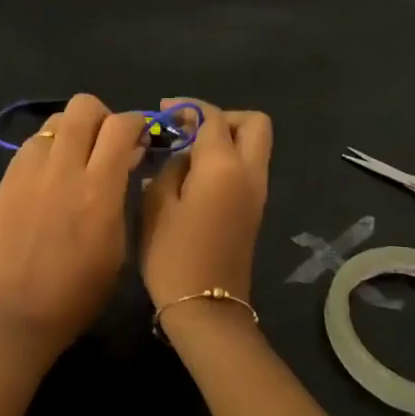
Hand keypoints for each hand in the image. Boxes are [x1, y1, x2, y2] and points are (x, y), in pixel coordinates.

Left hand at [0, 93, 146, 356]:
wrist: (16, 314)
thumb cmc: (79, 293)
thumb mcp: (118, 247)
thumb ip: (121, 195)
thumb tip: (124, 161)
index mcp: (98, 189)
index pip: (121, 126)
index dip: (137, 123)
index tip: (140, 137)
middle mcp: (63, 169)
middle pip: (83, 106)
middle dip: (102, 116)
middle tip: (106, 142)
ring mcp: (29, 171)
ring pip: (54, 120)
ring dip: (72, 131)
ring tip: (76, 158)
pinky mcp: (5, 180)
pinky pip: (31, 145)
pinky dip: (47, 149)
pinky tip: (50, 176)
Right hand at [139, 98, 272, 313]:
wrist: (206, 308)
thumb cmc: (174, 254)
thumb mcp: (157, 204)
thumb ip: (169, 168)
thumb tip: (180, 156)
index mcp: (224, 166)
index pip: (212, 116)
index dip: (187, 107)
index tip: (162, 112)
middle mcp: (250, 172)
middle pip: (253, 123)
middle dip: (221, 117)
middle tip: (188, 129)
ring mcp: (257, 193)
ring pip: (254, 146)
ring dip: (225, 139)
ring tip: (186, 152)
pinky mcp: (254, 210)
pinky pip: (247, 168)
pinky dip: (226, 160)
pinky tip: (194, 175)